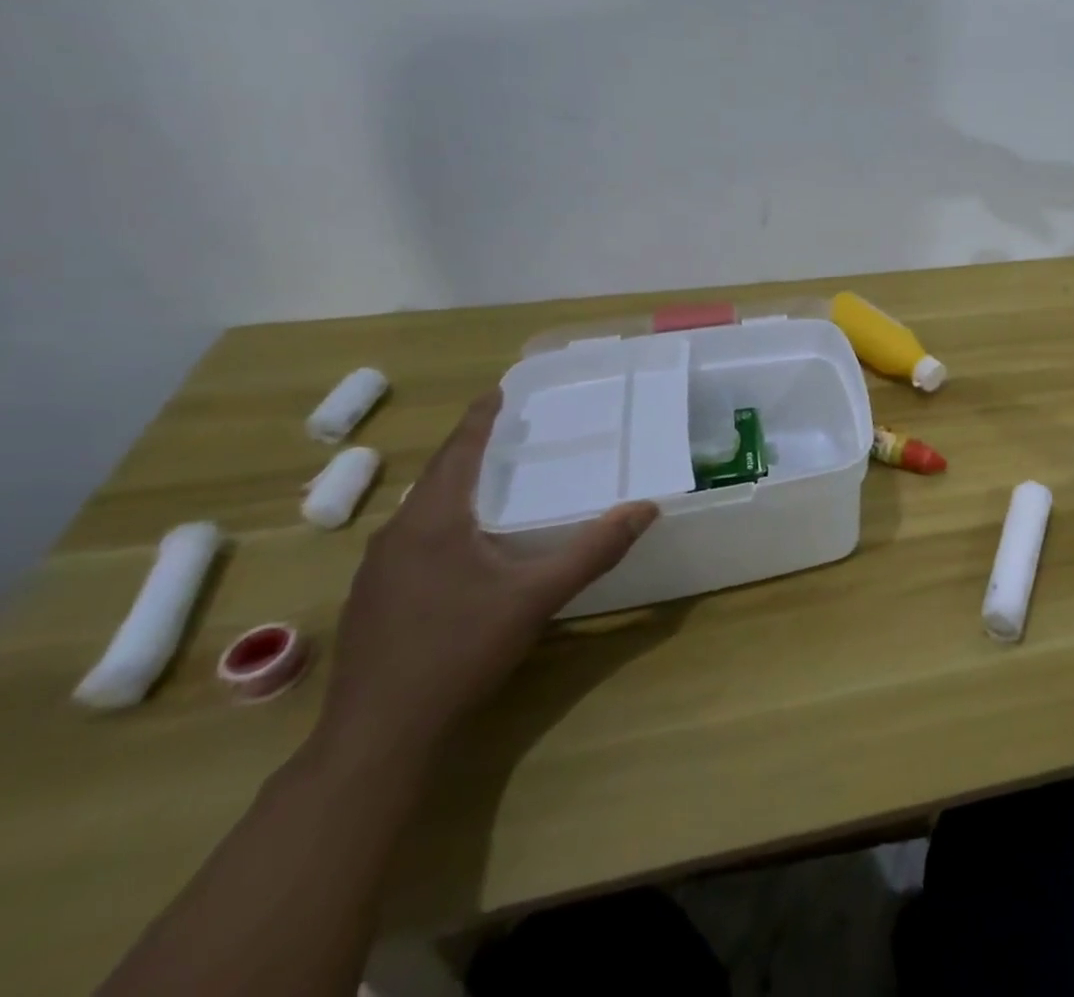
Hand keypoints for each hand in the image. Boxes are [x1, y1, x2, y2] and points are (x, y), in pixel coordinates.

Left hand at [315, 389, 656, 762]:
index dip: (480, 419)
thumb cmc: (459, 652)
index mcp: (432, 521)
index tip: (498, 389)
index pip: (458, 452)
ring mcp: (376, 571)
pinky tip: (465, 544)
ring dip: (455, 486)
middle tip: (508, 430)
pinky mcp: (373, 600)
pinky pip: (412, 539)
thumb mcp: (536, 597)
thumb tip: (646, 508)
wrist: (378, 737)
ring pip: (421, 510)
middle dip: (470, 449)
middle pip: (437, 477)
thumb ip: (593, 550)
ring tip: (492, 479)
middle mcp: (396, 535)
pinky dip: (443, 521)